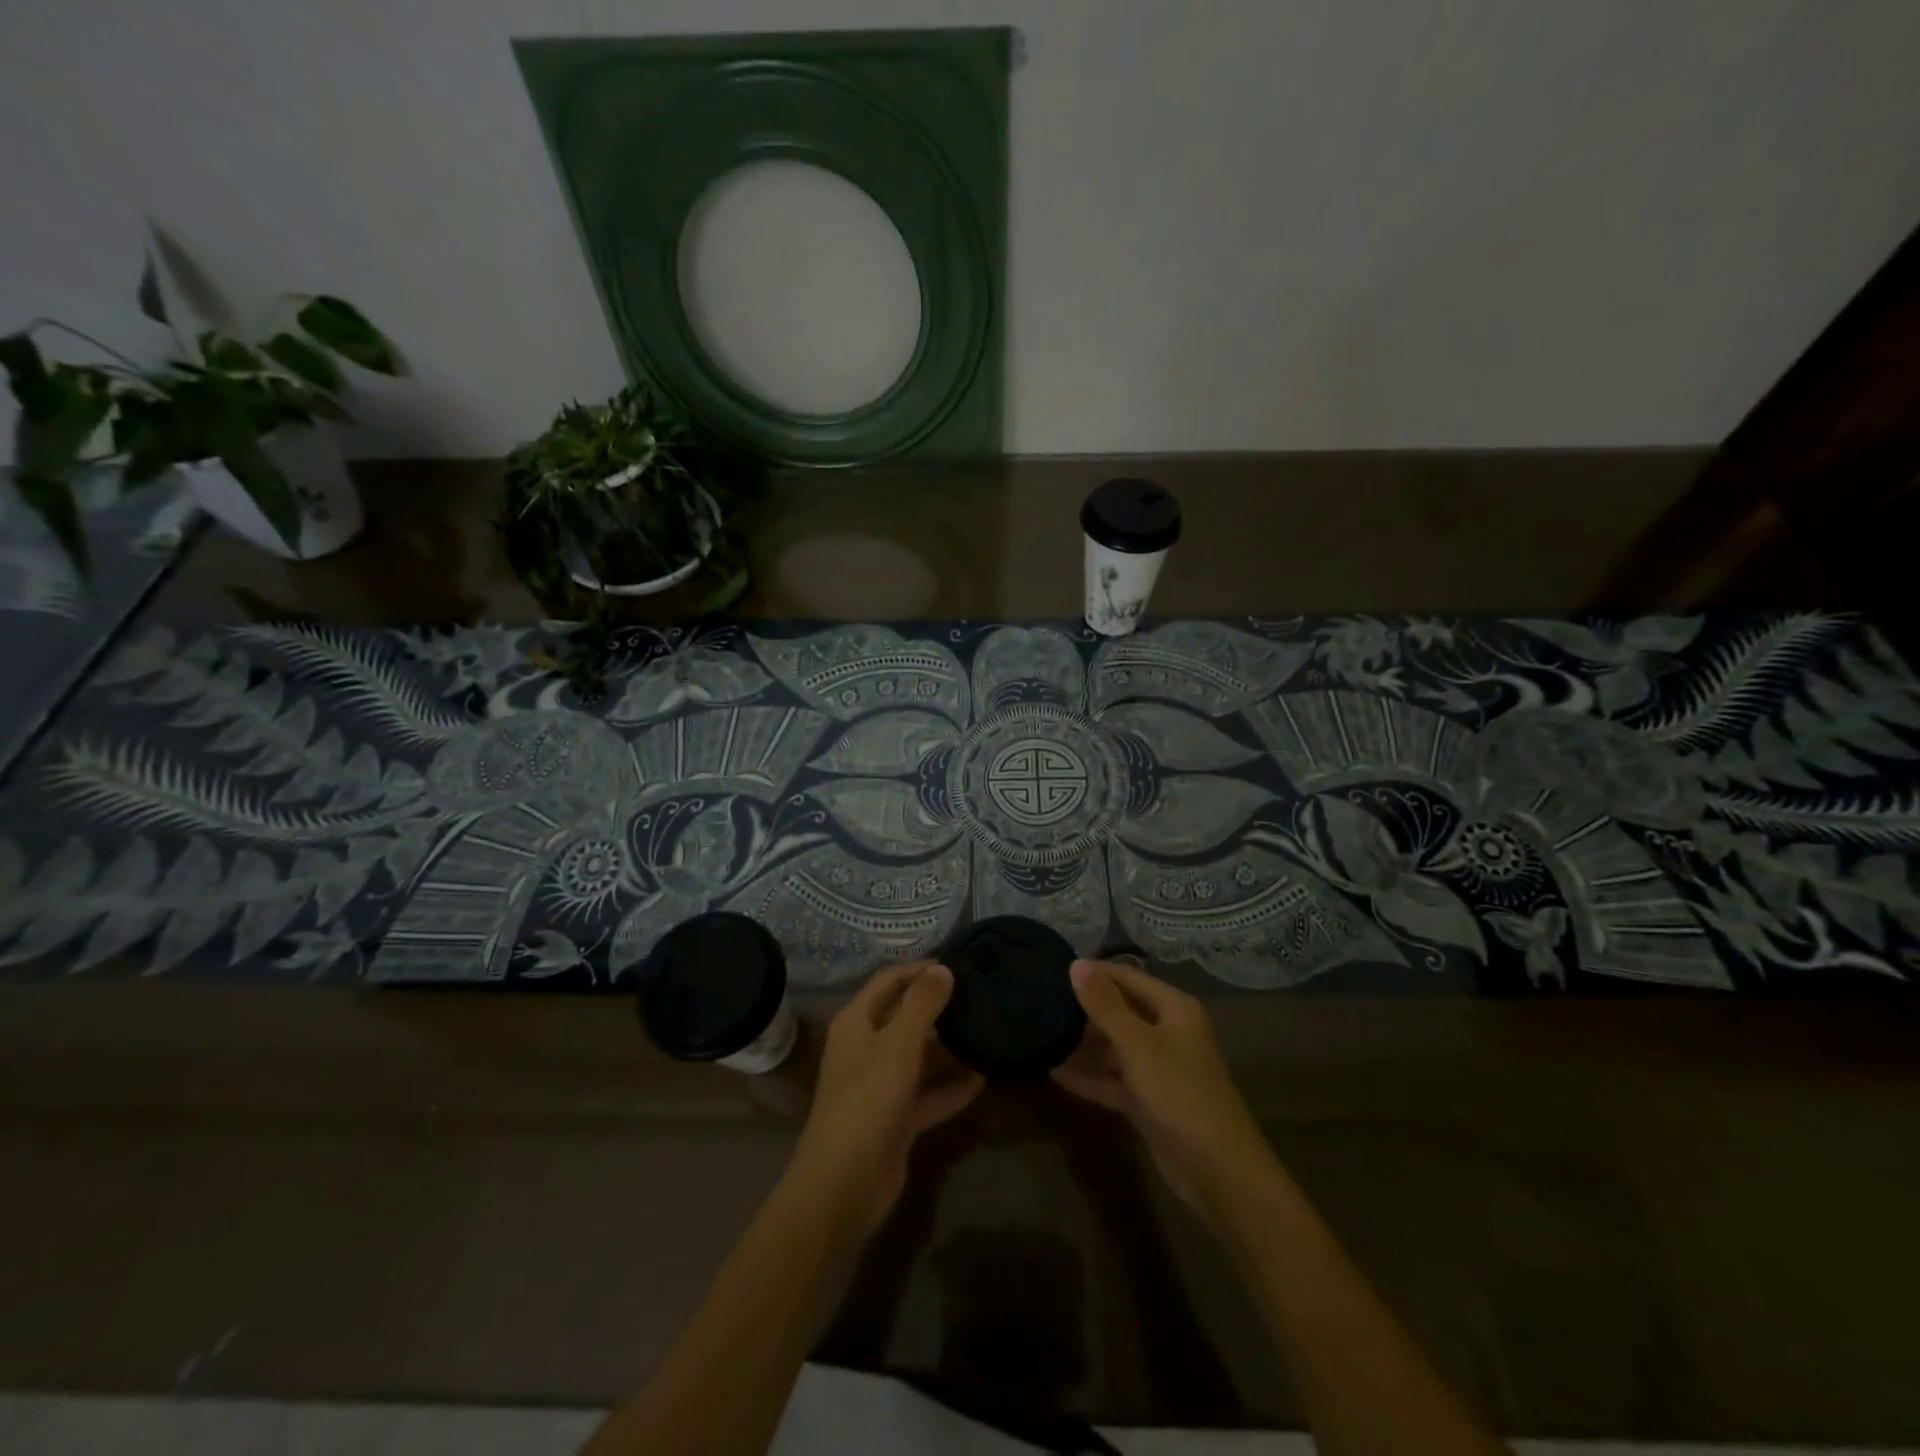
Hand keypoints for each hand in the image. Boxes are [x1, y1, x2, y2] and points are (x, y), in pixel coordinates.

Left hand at [786, 962, 983, 1243]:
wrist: (843, 1185)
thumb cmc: (867, 1101)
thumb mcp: (898, 1045)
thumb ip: (923, 1004)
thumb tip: (944, 968)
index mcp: (857, 1023)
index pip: (889, 981)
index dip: (919, 969)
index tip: (958, 962)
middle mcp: (867, 1048)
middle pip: (906, 1016)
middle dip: (940, 1006)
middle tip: (981, 994)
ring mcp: (882, 1085)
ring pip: (920, 1056)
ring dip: (950, 1047)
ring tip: (989, 1028)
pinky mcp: (898, 1119)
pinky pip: (930, 1094)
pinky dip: (953, 1086)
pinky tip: (985, 1077)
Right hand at [1052, 959, 1275, 1224]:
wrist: (1218, 1171)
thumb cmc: (1179, 1093)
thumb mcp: (1137, 1044)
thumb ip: (1105, 1005)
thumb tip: (1076, 964)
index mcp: (1174, 1010)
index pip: (1128, 977)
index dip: (1094, 972)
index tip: (1054, 969)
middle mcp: (1168, 1033)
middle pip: (1121, 1011)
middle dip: (1084, 1008)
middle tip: (1041, 1001)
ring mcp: (1159, 1070)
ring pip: (1115, 1048)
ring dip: (1083, 1044)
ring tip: (1041, 1032)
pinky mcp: (1149, 1102)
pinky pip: (1114, 1080)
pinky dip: (1089, 1076)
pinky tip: (1054, 1071)